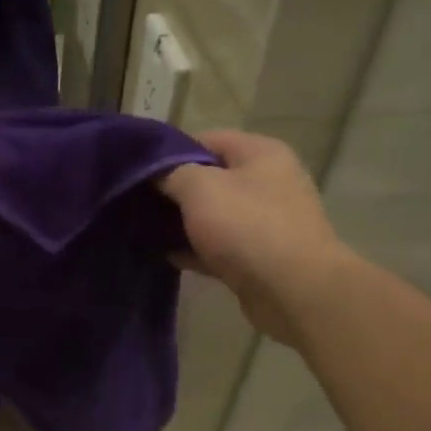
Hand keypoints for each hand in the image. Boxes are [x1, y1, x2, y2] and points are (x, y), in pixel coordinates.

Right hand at [158, 131, 348, 346]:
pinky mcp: (258, 257)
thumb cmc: (247, 227)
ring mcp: (265, 222)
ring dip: (182, 223)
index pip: (207, 139)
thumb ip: (171, 173)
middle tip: (138, 201)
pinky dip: (195, 250)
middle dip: (174, 190)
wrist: (292, 290)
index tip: (140, 170)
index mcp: (260, 153)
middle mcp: (267, 182)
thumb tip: (155, 173)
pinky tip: (166, 256)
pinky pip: (218, 246)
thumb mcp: (200, 188)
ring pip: (213, 215)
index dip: (171, 151)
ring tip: (144, 229)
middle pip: (210, 178)